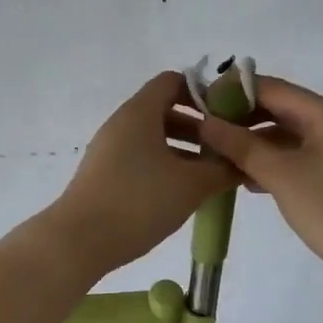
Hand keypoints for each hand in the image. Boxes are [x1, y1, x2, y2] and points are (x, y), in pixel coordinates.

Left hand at [47, 71, 236, 277]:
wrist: (79, 241)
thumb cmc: (138, 202)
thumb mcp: (191, 185)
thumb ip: (222, 169)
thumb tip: (243, 162)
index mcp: (140, 112)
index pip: (173, 81)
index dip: (203, 93)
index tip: (228, 117)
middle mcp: (121, 123)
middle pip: (164, 110)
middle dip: (198, 127)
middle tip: (226, 150)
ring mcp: (109, 150)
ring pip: (153, 138)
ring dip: (183, 150)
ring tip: (210, 175)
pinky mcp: (104, 174)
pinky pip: (140, 159)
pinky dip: (164, 166)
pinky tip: (181, 192)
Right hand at [196, 75, 322, 291]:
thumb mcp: (283, 174)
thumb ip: (242, 145)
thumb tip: (206, 122)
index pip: (270, 88)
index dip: (231, 92)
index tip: (196, 105)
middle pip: (277, 110)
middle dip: (239, 120)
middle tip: (200, 134)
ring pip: (284, 137)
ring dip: (251, 145)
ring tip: (214, 158)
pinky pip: (294, 159)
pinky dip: (269, 164)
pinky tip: (244, 180)